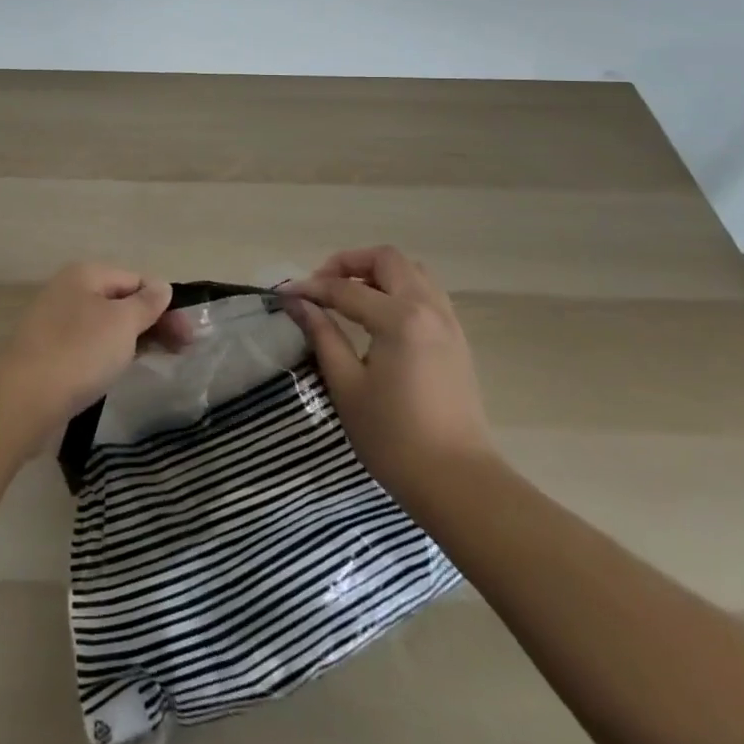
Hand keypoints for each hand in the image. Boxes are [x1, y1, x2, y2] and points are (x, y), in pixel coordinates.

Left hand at [0, 262, 179, 442]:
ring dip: (134, 339)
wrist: (21, 399)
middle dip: (153, 322)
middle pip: (122, 301)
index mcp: (85, 274)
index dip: (165, 304)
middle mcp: (69, 291)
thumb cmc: (79, 352)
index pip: (137, 279)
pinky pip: (90, 346)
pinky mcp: (50, 353)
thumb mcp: (122, 323)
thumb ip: (146, 303)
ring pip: (106, 325)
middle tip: (182, 351)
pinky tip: (121, 370)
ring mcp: (56, 323)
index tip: (188, 336)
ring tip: (159, 360)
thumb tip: (161, 287)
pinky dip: (110, 354)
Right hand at [283, 246, 495, 511]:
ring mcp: (448, 323)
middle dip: (349, 263)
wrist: (459, 483)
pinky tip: (380, 316)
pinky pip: (427, 293)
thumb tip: (298, 303)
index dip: (311, 288)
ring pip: (412, 272)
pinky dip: (400, 289)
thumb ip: (322, 335)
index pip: (345, 287)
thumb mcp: (346, 385)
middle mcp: (428, 309)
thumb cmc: (394, 438)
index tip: (285, 294)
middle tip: (322, 287)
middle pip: (387, 259)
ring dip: (378, 273)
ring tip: (350, 296)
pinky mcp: (457, 340)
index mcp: (399, 318)